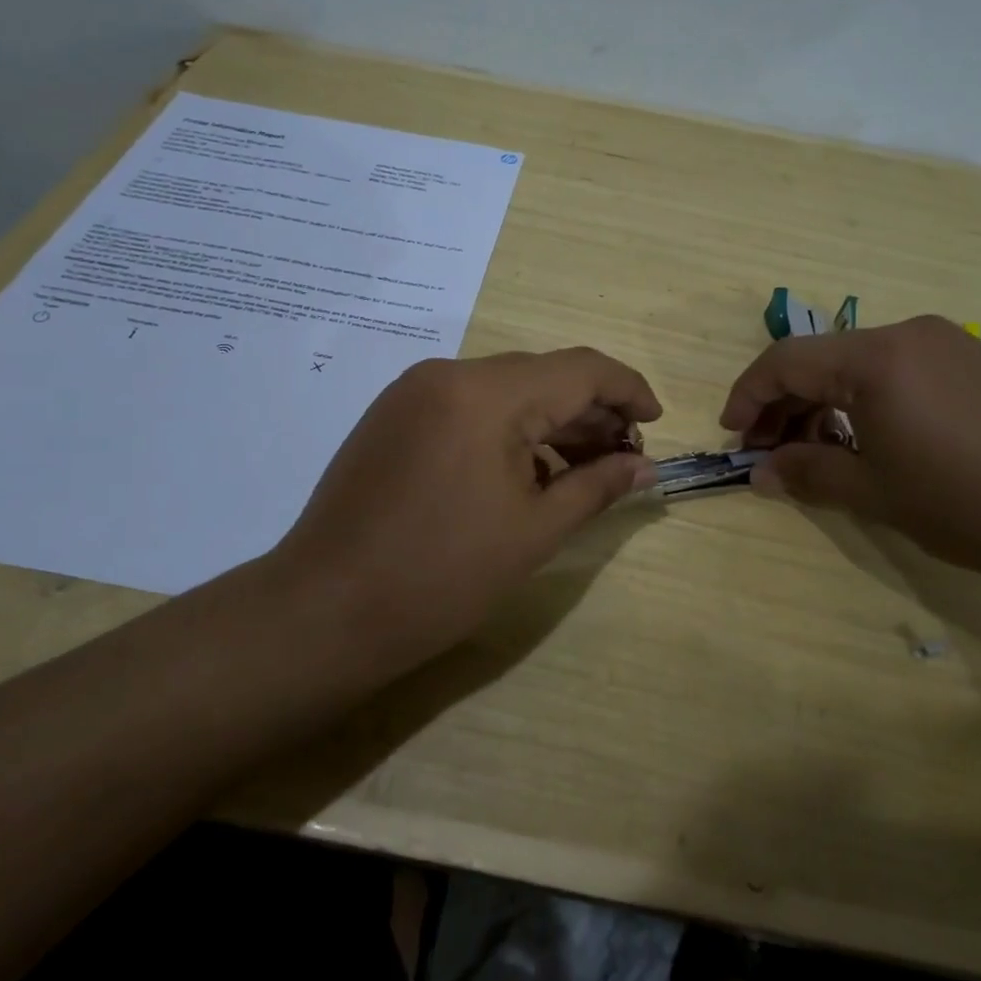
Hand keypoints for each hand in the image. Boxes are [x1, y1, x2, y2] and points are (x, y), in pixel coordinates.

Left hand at [270, 349, 661, 675]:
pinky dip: (506, 430)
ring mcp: (413, 392)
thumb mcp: (534, 531)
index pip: (579, 369)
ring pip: (503, 391)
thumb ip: (597, 486)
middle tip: (623, 458)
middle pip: (540, 376)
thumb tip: (646, 466)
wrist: (325, 612)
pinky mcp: (392, 416)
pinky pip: (467, 407)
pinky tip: (525, 473)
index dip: (627, 390)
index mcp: (487, 394)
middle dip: (589, 412)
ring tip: (581, 470)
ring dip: (548, 423)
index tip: (655, 423)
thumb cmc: (442, 576)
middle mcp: (448, 374)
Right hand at [720, 316, 980, 590]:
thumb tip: (761, 473)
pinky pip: (902, 372)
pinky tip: (875, 442)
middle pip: (822, 359)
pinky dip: (869, 401)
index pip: (785, 361)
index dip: (748, 395)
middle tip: (769, 453)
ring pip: (862, 365)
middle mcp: (909, 335)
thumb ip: (808, 474)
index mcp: (876, 358)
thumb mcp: (877, 494)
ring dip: (826, 404)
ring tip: (819, 453)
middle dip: (785, 404)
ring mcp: (951, 344)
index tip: (732, 435)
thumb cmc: (972, 501)